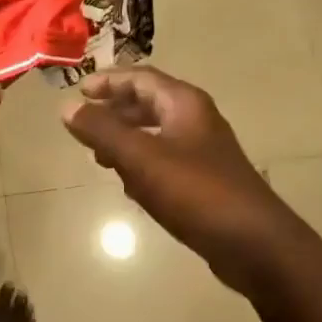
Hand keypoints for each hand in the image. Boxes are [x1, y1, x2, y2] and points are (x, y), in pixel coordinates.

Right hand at [61, 67, 315, 293]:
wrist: (253, 243)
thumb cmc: (196, 192)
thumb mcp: (142, 158)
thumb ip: (103, 131)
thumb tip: (68, 107)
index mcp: (184, 104)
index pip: (140, 78)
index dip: (108, 82)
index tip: (78, 92)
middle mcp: (196, 121)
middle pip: (148, 104)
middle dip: (114, 112)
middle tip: (84, 127)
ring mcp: (202, 153)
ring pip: (155, 136)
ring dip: (126, 141)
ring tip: (99, 158)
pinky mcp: (204, 182)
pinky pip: (164, 164)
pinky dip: (142, 167)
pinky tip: (129, 187)